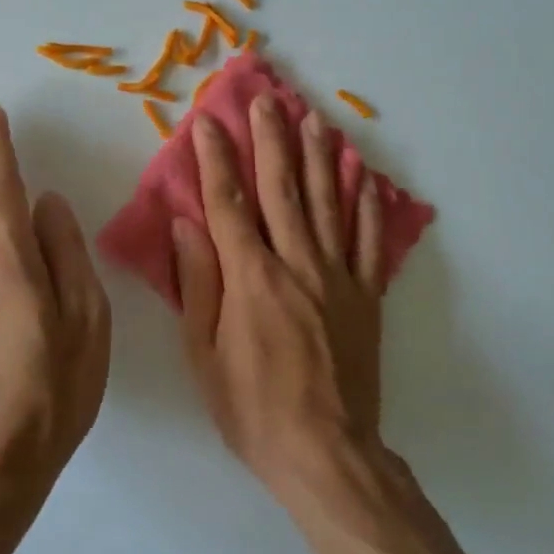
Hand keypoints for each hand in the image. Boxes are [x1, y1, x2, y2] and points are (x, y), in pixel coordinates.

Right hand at [173, 94, 386, 497]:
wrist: (327, 454)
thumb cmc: (252, 408)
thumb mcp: (205, 355)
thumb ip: (198, 285)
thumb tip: (186, 225)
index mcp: (251, 278)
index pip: (228, 203)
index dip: (215, 158)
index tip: (206, 121)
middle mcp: (297, 264)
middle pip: (282, 189)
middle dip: (271, 139)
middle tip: (266, 99)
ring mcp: (337, 276)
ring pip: (328, 202)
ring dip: (320, 156)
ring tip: (315, 118)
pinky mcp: (366, 295)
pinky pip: (367, 240)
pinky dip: (366, 203)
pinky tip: (364, 173)